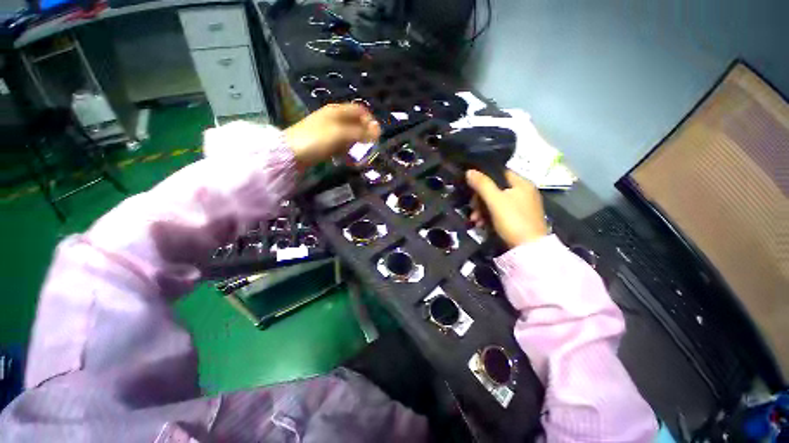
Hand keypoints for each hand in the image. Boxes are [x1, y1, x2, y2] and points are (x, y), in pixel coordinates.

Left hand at [285, 103, 380, 169]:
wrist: (291, 153)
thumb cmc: (317, 140)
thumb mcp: (341, 134)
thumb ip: (361, 132)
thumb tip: (379, 131)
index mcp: (337, 110)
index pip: (360, 110)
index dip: (370, 121)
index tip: (376, 135)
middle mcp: (334, 117)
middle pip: (355, 123)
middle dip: (365, 134)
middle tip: (370, 146)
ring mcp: (328, 130)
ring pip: (349, 134)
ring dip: (357, 143)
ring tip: (361, 154)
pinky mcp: (325, 142)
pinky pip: (341, 144)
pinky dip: (347, 149)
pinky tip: (349, 158)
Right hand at [466, 169, 548, 248]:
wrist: (528, 249)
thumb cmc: (513, 220)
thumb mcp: (495, 200)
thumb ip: (482, 184)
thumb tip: (469, 171)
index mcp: (522, 184)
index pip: (499, 173)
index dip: (484, 178)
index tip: (471, 188)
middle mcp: (523, 192)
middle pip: (495, 189)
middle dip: (480, 199)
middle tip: (472, 209)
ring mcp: (521, 207)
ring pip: (496, 202)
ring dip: (482, 210)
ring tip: (475, 220)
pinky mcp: (518, 219)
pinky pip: (500, 212)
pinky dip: (489, 217)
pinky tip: (481, 224)